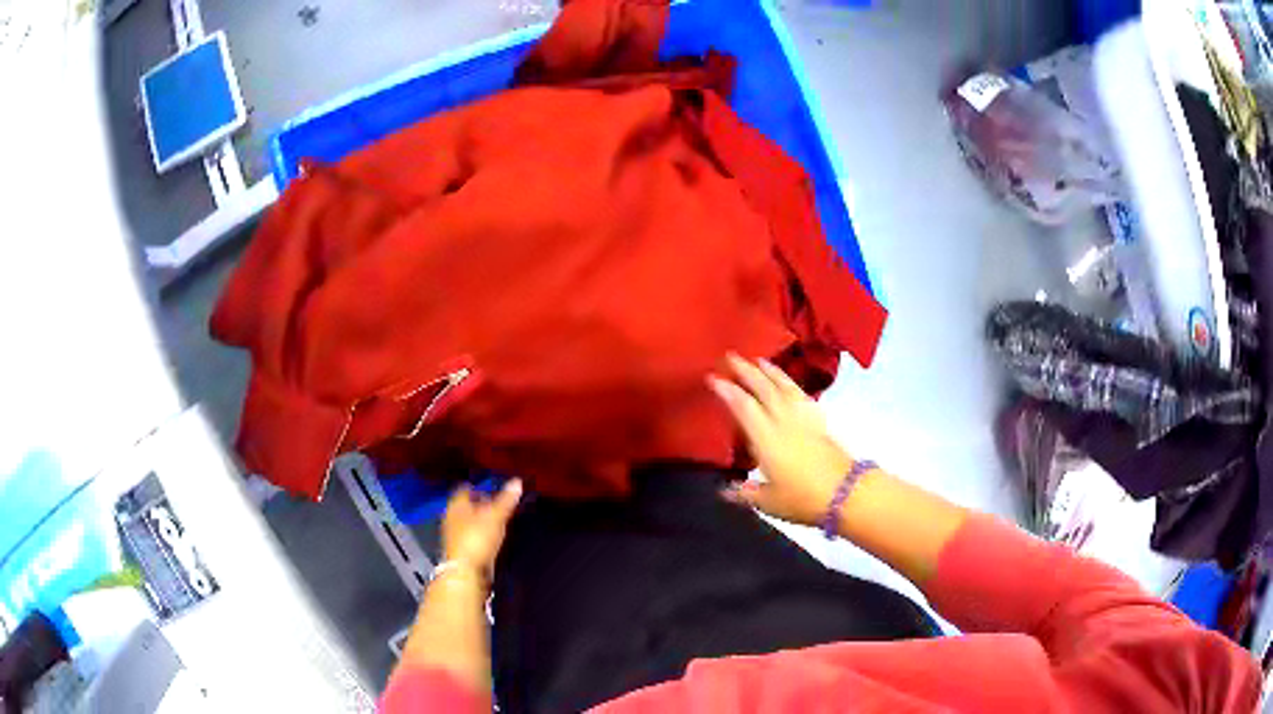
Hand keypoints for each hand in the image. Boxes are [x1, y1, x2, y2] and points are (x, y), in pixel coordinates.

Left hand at [441, 479, 522, 575]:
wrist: (465, 572)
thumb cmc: (477, 538)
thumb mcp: (496, 516)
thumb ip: (506, 500)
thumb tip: (517, 481)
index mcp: (456, 504)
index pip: (466, 488)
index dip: (481, 488)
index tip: (496, 490)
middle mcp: (451, 517)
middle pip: (467, 506)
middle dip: (482, 505)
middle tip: (500, 506)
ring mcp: (454, 535)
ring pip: (469, 522)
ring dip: (482, 522)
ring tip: (500, 523)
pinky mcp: (459, 550)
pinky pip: (472, 537)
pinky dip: (482, 535)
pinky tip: (493, 540)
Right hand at [708, 354, 854, 527]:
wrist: (846, 493)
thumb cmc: (803, 499)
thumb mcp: (768, 502)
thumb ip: (745, 493)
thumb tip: (724, 489)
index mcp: (767, 439)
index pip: (744, 407)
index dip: (727, 390)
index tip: (713, 377)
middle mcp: (784, 422)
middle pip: (764, 389)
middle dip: (747, 371)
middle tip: (732, 356)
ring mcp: (804, 420)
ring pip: (785, 387)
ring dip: (771, 372)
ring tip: (760, 360)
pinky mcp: (819, 423)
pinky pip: (801, 396)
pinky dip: (792, 385)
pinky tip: (789, 384)